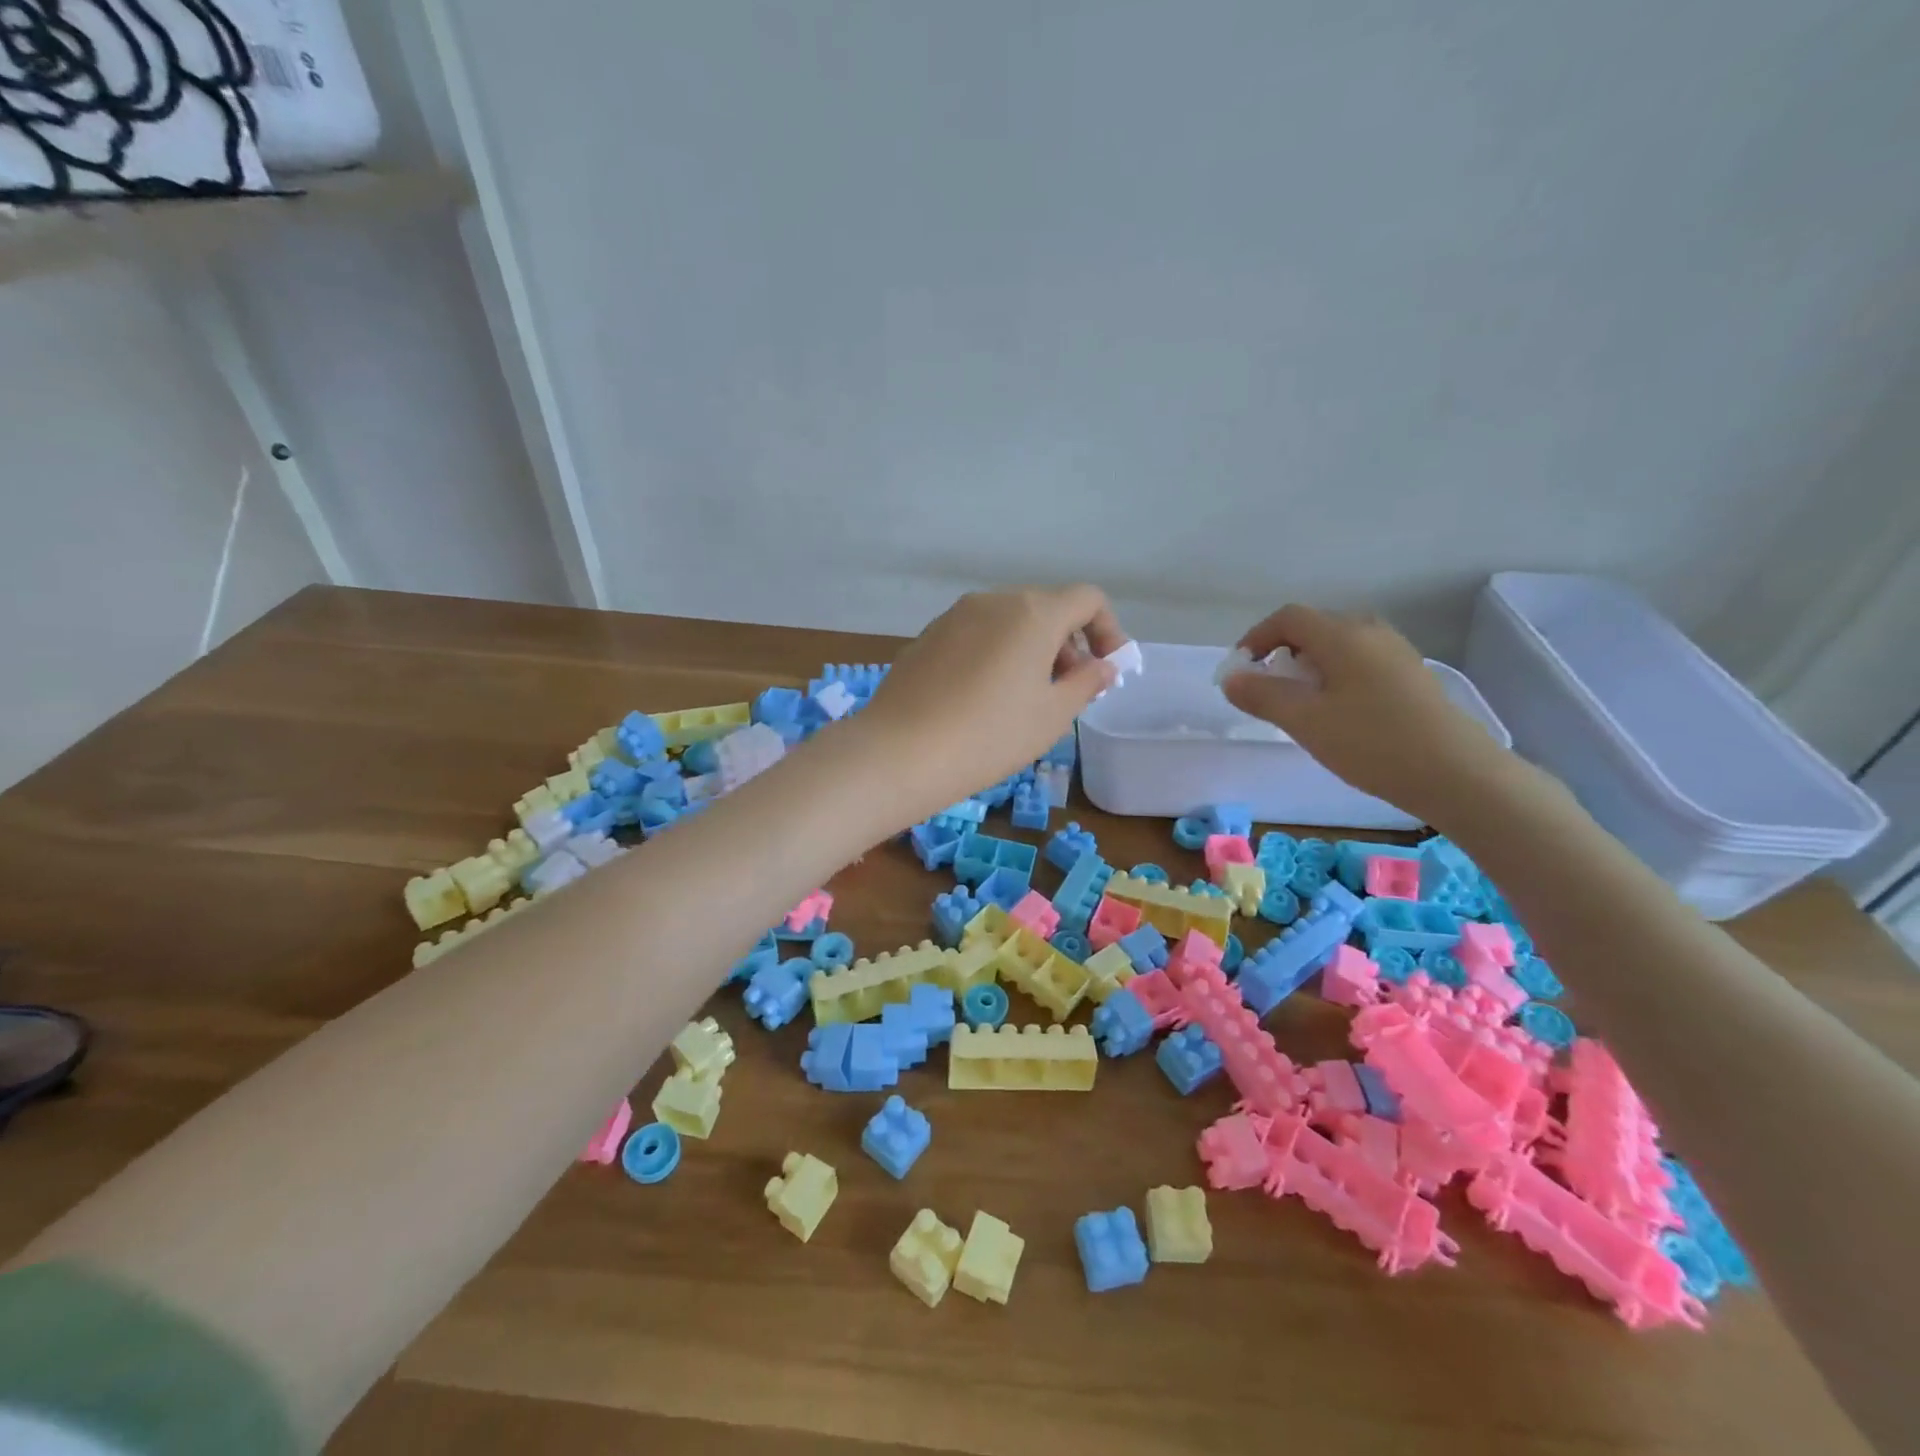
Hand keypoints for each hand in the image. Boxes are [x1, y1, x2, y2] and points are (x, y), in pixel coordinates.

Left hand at [855, 586, 1126, 822]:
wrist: (900, 752)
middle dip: (1068, 644)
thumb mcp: (1051, 716)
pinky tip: (982, 698)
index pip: (1087, 599)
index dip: (1107, 630)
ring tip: (1025, 697)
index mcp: (1033, 612)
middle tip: (1067, 690)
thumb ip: (1085, 683)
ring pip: (1008, 621)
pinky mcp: (927, 636)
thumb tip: (1102, 666)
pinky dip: (995, 654)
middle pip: (1046, 608)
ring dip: (1030, 649)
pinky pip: (976, 634)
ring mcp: (954, 615)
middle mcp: (993, 601)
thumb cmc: (990, 735)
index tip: (1105, 670)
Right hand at [1220, 605, 1515, 825]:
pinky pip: (1359, 661)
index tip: (1239, 672)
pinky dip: (1333, 676)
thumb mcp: (1305, 721)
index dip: (1255, 638)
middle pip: (1313, 627)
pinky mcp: (1410, 675)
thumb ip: (1262, 696)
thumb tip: (1231, 678)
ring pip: (1337, 645)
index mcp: (1342, 635)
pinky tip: (1336, 712)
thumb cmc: (1372, 743)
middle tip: (1266, 691)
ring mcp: (1395, 652)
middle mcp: (1370, 632)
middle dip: (1280, 653)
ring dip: (1308, 666)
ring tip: (1299, 704)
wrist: (1456, 774)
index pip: (1287, 618)